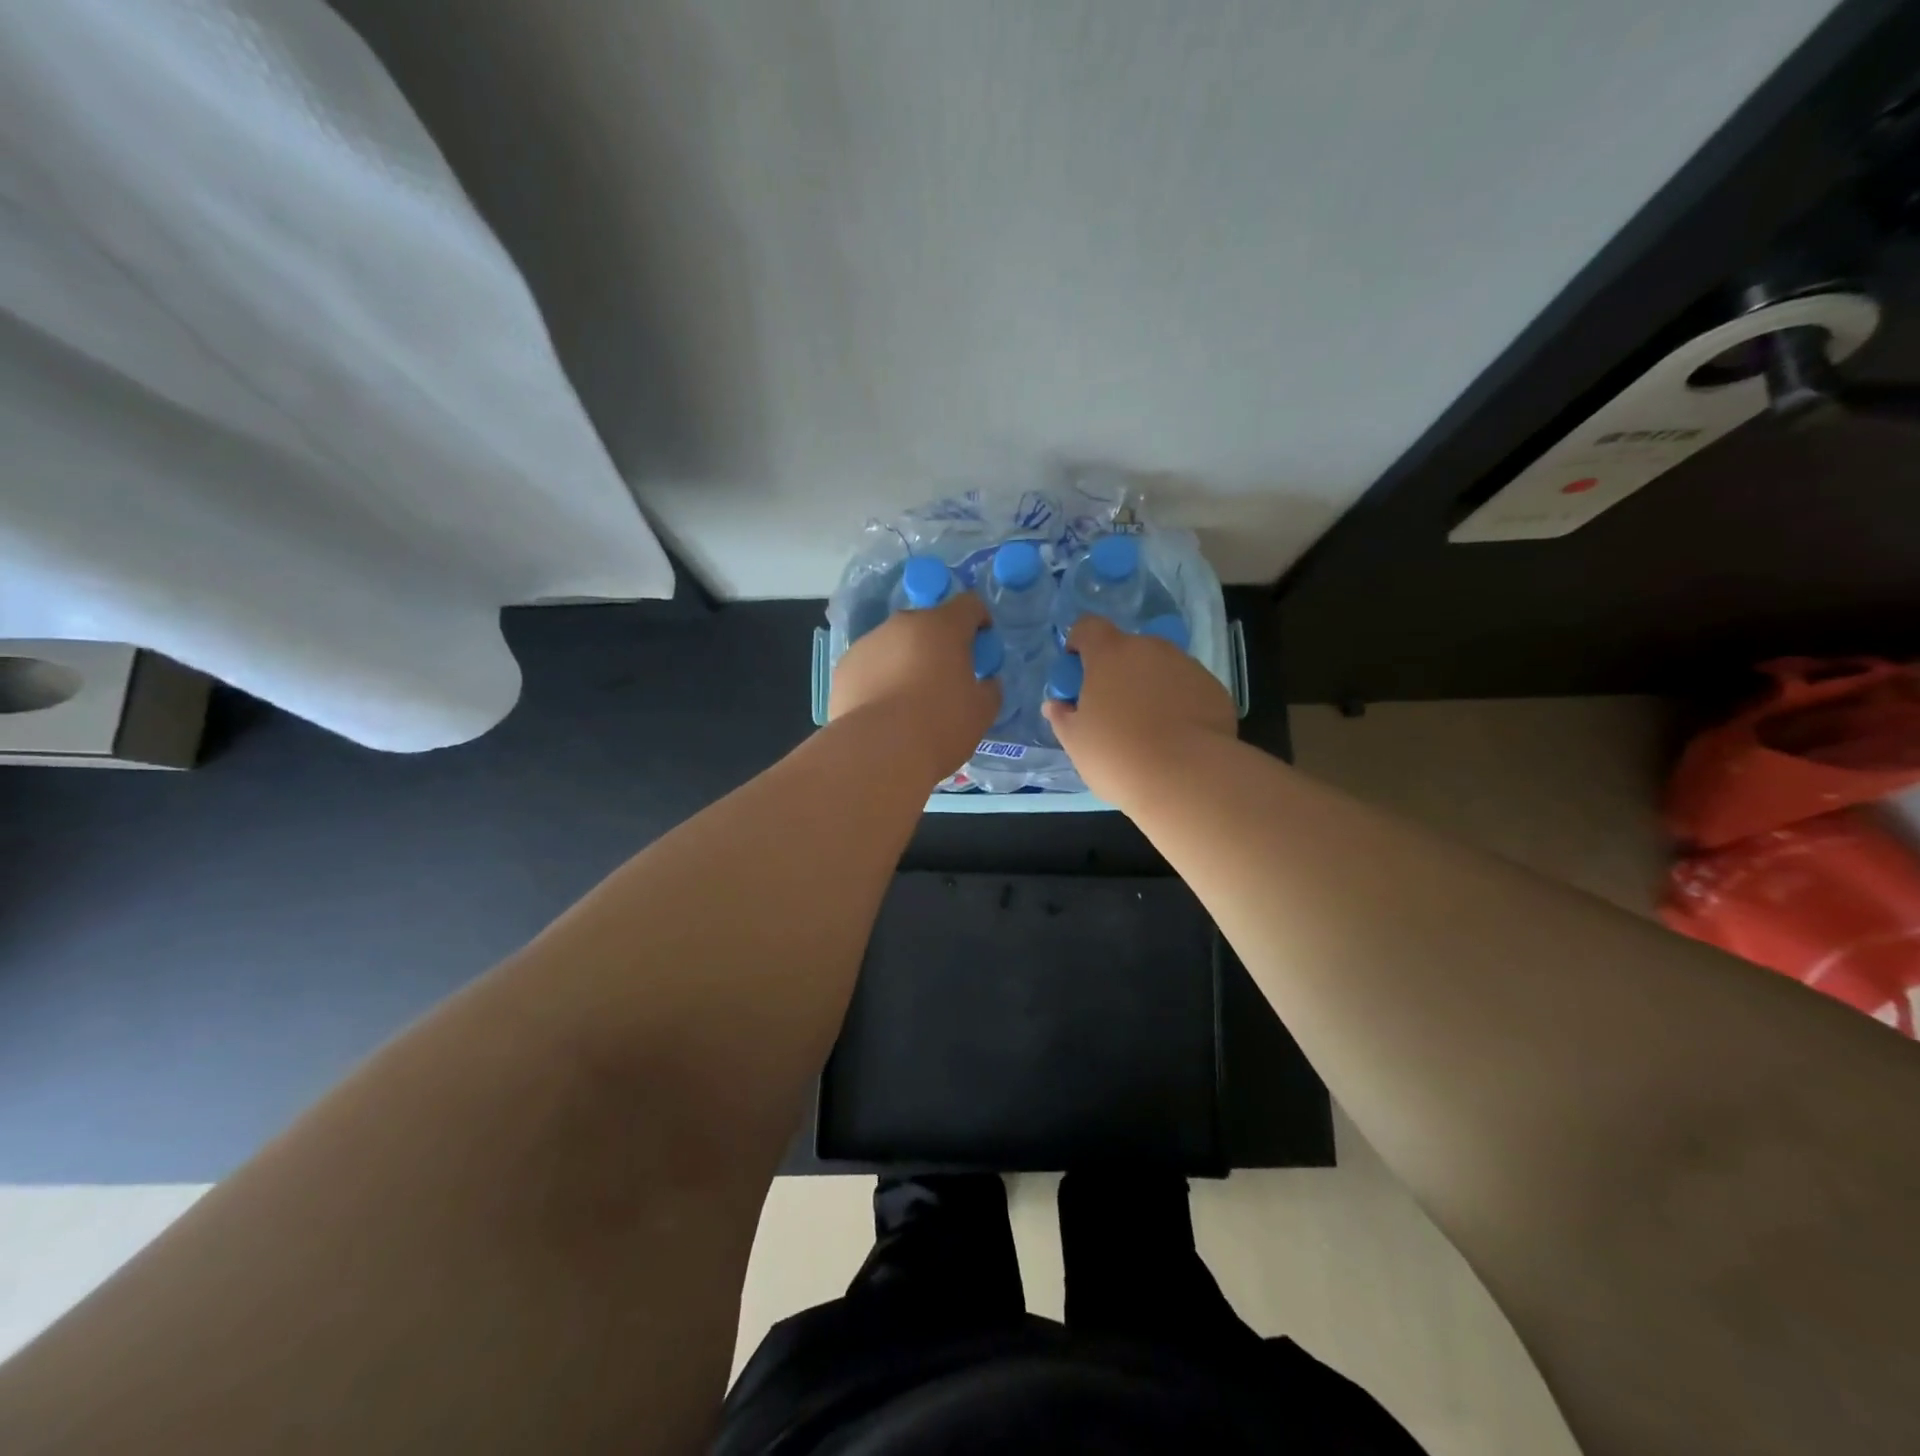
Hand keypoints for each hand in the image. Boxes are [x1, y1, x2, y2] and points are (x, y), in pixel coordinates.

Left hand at [830, 594, 998, 778]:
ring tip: (910, 699)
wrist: (878, 751)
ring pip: (896, 643)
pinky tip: (884, 710)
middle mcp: (903, 624)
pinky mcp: (844, 666)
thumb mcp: (982, 712)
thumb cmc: (939, 725)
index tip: (981, 646)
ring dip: (907, 660)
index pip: (969, 604)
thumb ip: (989, 688)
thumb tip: (985, 682)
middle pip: (928, 623)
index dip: (979, 621)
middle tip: (946, 678)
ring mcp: (869, 643)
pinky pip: (871, 665)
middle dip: (940, 644)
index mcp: (942, 626)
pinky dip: (881, 678)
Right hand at [1041, 615, 1236, 803]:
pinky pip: (1187, 688)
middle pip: (1127, 648)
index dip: (1079, 643)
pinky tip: (1177, 736)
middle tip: (1112, 709)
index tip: (1076, 670)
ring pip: (1160, 667)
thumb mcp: (1076, 742)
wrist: (1188, 778)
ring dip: (1149, 686)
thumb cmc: (1118, 756)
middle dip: (1117, 670)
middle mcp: (1151, 649)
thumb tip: (1056, 705)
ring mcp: (1187, 666)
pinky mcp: (1214, 689)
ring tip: (1148, 727)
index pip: (1088, 627)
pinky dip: (1178, 703)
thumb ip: (1062, 717)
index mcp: (1110, 654)